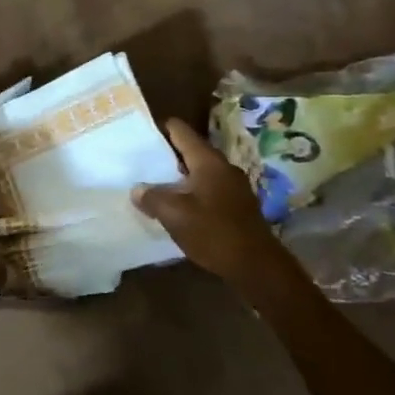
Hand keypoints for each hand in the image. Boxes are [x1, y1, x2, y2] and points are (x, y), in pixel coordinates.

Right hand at [132, 118, 286, 282]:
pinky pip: (207, 189)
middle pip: (189, 150)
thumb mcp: (174, 214)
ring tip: (153, 185)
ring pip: (198, 172)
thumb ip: (152, 197)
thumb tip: (137, 189)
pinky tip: (176, 207)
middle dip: (165, 155)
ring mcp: (233, 186)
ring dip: (177, 177)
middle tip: (140, 162)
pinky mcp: (236, 205)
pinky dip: (190, 192)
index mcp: (207, 161)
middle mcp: (222, 167)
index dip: (160, 128)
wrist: (257, 266)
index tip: (139, 134)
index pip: (181, 130)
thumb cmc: (214, 232)